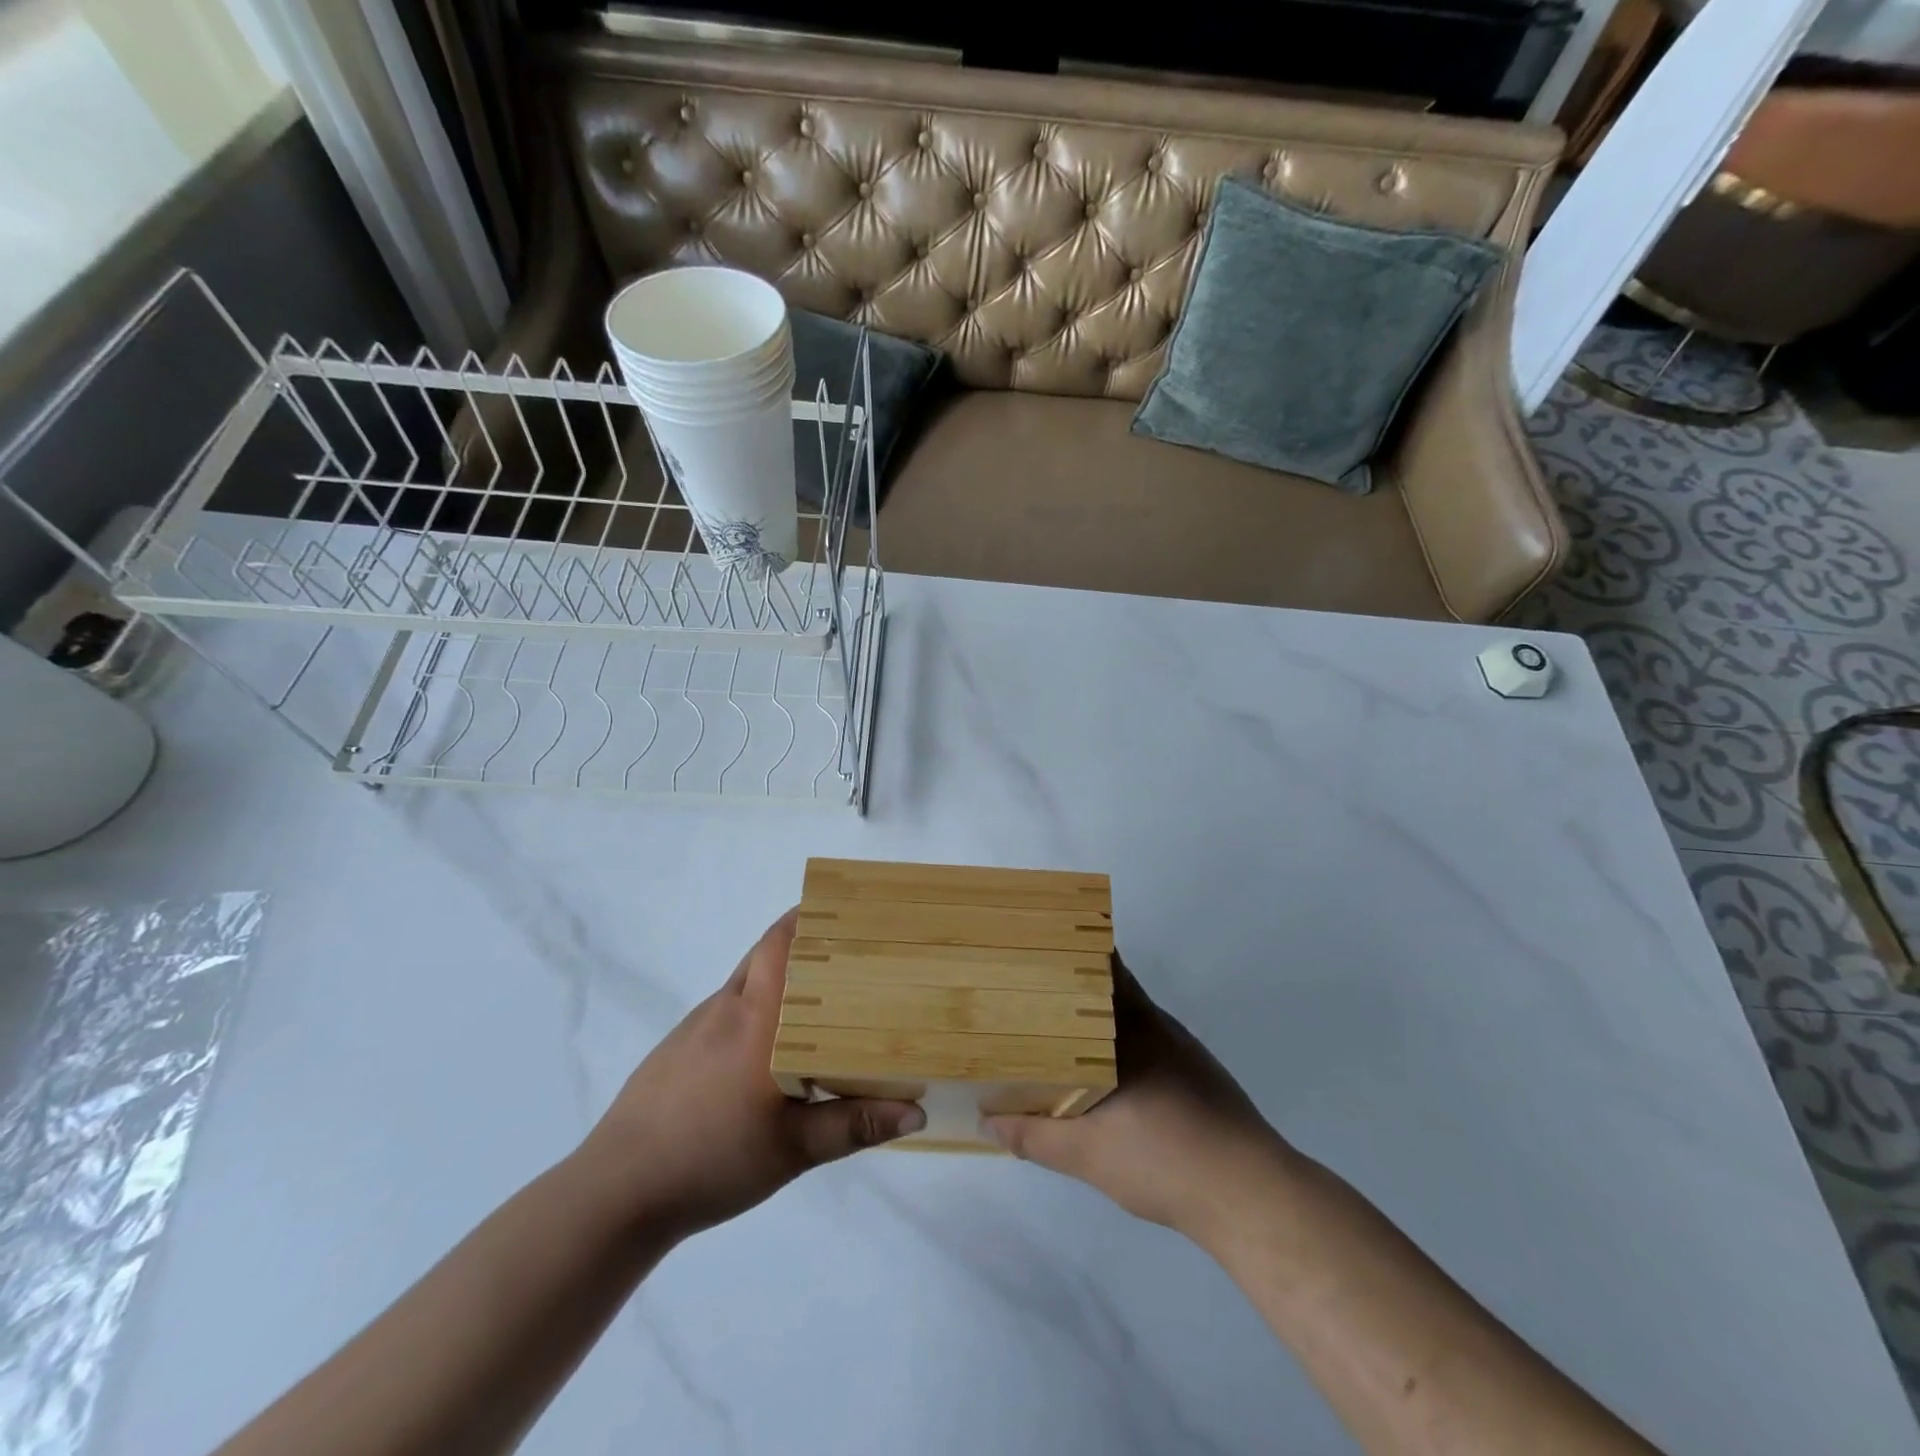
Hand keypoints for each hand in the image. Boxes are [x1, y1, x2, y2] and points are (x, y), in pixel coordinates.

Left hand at [578, 909, 924, 1237]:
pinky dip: (756, 1007)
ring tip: (822, 1000)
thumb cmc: (711, 1159)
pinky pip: (728, 1009)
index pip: (781, 942)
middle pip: (767, 952)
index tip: (847, 910)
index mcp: (757, 1018)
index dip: (810, 916)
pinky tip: (770, 1049)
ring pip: (747, 980)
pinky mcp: (679, 1046)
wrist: (618, 1190)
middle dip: (805, 943)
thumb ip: (853, 1125)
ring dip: (781, 977)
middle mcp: (728, 1006)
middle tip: (850, 956)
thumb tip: (918, 1109)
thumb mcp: (792, 1150)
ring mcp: (698, 1024)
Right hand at [985, 959, 1292, 1239]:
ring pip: (1130, 1016)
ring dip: (1097, 1018)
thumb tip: (987, 1121)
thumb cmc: (1165, 1161)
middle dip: (1073, 986)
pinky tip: (1105, 1076)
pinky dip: (1121, 1044)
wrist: (1252, 1197)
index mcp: (1131, 1028)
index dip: (1069, 953)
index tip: (1034, 950)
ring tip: (1056, 1031)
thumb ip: (1033, 1136)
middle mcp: (1157, 1025)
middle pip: (1112, 987)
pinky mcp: (1198, 1074)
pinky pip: (1149, 1041)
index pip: (1101, 966)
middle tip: (1030, 993)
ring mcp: (1182, 1049)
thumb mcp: (1086, 1154)